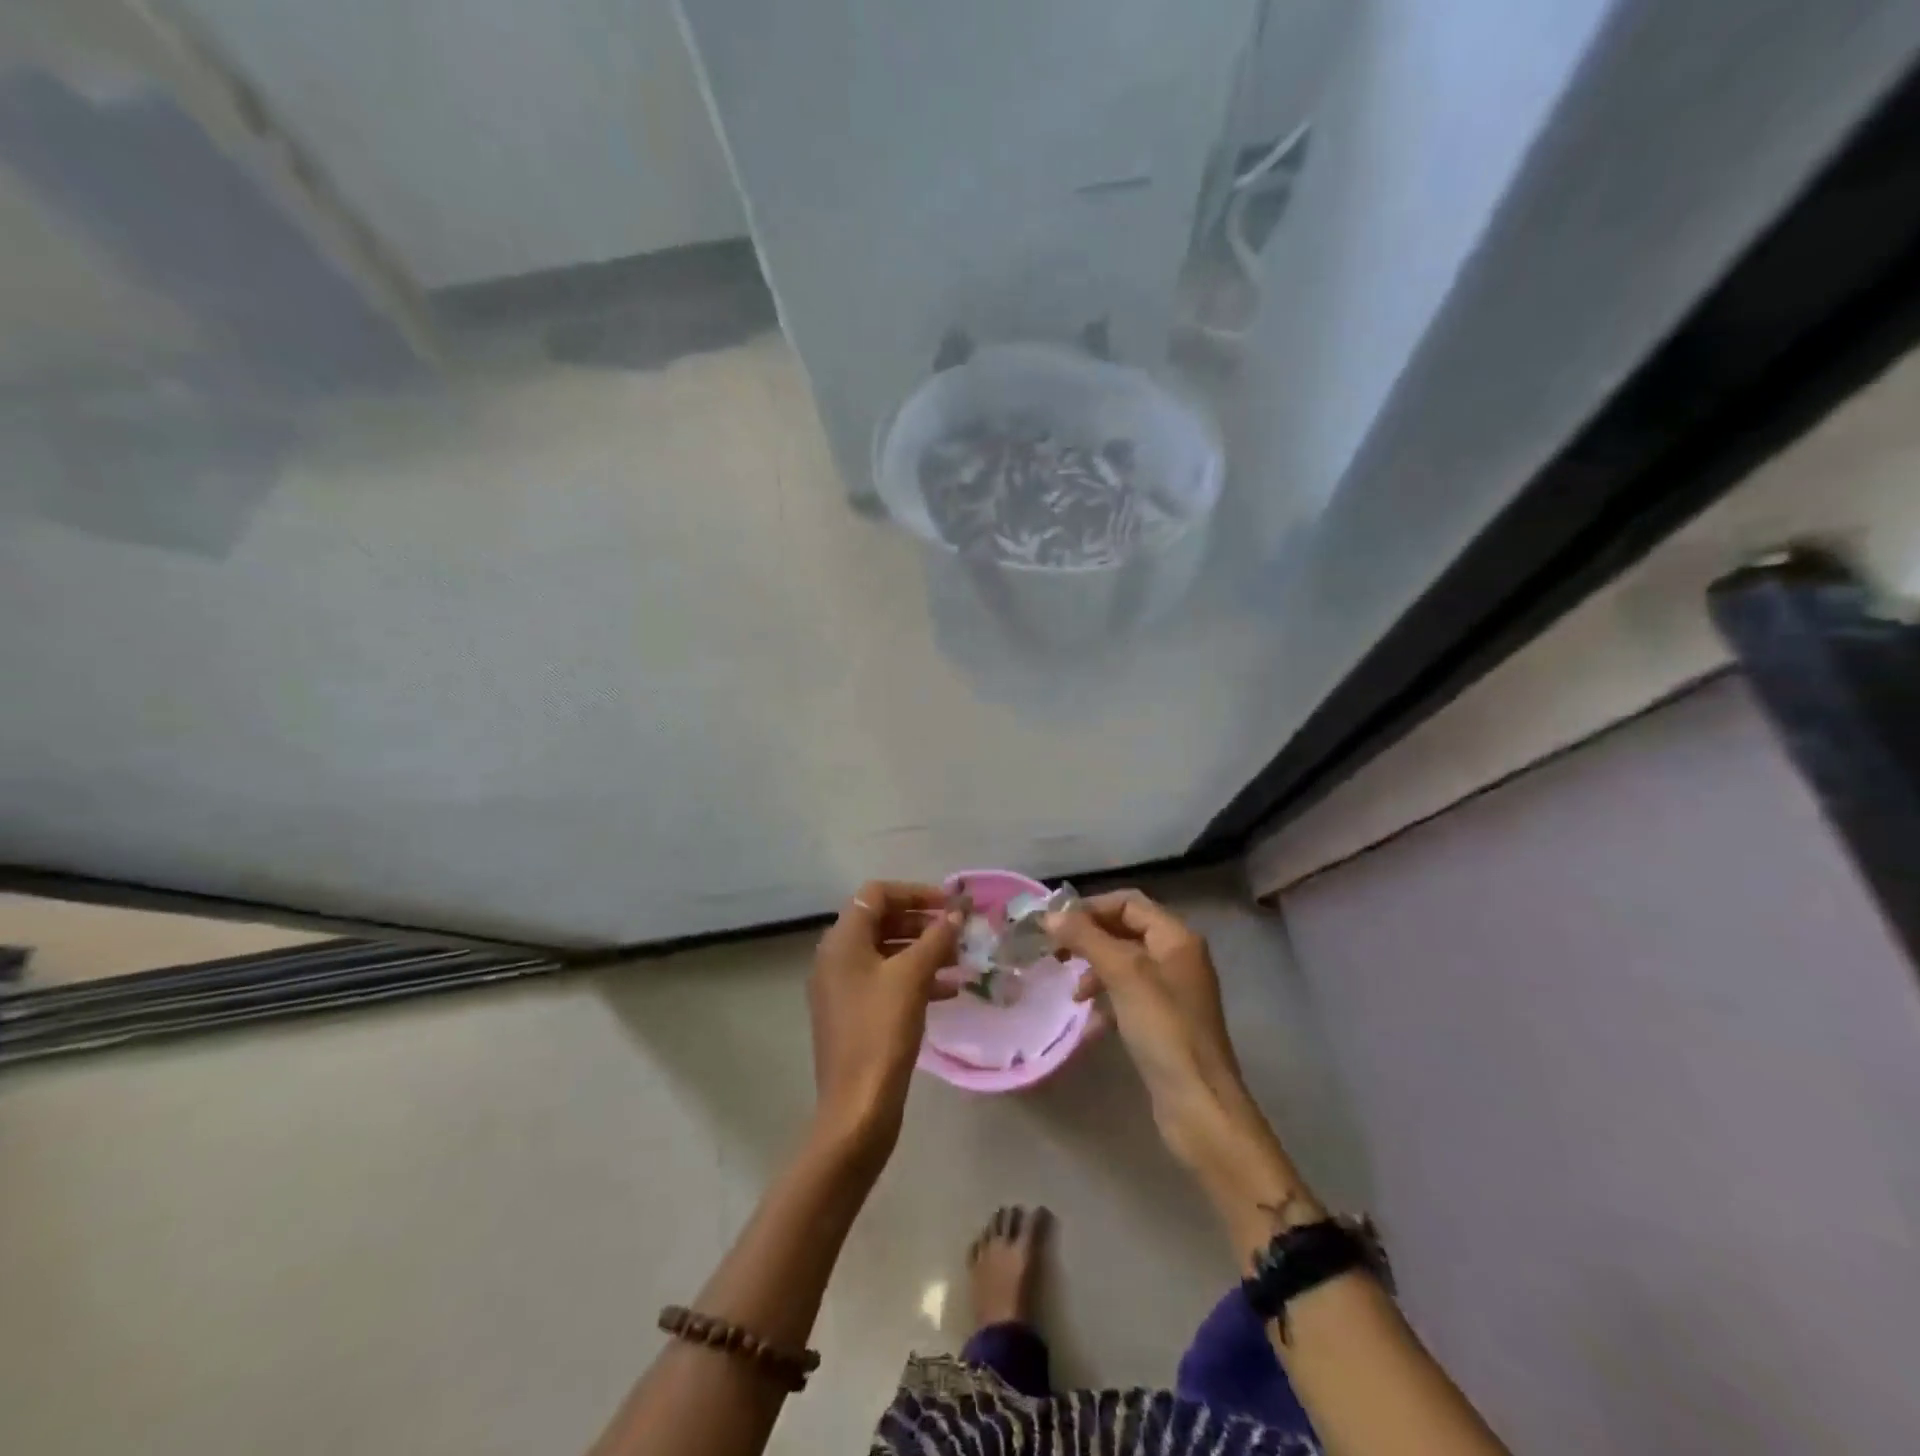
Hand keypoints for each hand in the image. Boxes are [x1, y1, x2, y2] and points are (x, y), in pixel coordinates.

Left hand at [808, 881, 959, 1163]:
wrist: (857, 1106)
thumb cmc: (882, 1031)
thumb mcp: (912, 978)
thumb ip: (936, 938)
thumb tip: (956, 914)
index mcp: (842, 941)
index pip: (877, 894)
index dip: (915, 892)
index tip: (949, 905)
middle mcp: (836, 958)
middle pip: (881, 922)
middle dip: (922, 922)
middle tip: (958, 931)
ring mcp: (842, 988)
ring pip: (887, 953)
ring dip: (923, 950)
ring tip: (961, 960)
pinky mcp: (854, 1014)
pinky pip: (886, 981)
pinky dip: (915, 977)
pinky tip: (948, 990)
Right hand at [1044, 891, 1255, 1167]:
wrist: (1199, 1103)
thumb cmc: (1163, 1029)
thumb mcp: (1123, 975)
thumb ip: (1086, 938)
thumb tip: (1050, 914)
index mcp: (1177, 937)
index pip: (1129, 903)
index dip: (1091, 907)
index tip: (1056, 924)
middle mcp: (1178, 957)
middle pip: (1125, 931)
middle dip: (1089, 939)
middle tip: (1055, 954)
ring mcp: (1172, 991)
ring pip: (1123, 964)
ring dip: (1094, 971)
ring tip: (1072, 993)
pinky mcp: (1164, 1021)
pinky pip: (1128, 996)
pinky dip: (1106, 1002)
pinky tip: (1089, 1025)